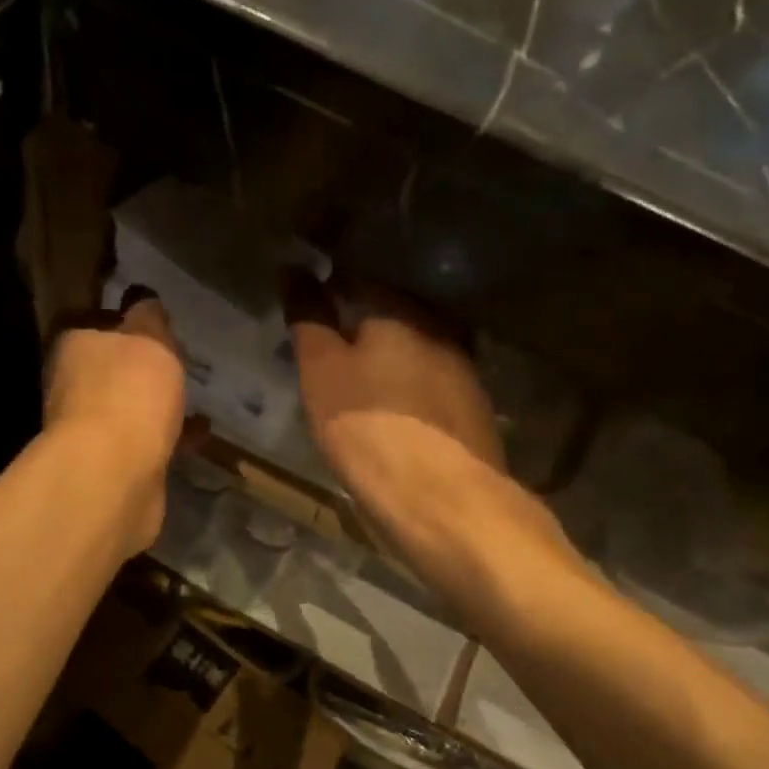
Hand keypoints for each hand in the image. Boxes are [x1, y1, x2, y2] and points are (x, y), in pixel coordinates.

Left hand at [43, 287, 187, 550]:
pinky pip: (148, 441)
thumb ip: (150, 317)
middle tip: (182, 359)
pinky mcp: (113, 465)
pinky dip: (172, 436)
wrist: (113, 476)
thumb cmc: (129, 393)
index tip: (156, 321)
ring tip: (196, 395)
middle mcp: (74, 386)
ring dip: (158, 403)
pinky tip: (201, 433)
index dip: (124, 320)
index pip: (93, 322)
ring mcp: (91, 430)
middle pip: (111, 368)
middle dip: (143, 366)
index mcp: (75, 347)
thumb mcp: (149, 338)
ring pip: (130, 407)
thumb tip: (144, 300)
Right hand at [283, 269, 505, 520]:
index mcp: (401, 310)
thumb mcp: (322, 371)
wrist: (442, 499)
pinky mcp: (474, 411)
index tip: (307, 304)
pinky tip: (393, 411)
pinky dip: (409, 390)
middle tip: (329, 346)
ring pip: (415, 350)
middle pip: (393, 314)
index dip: (329, 287)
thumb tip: (294, 268)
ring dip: (389, 358)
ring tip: (358, 379)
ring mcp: (464, 371)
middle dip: (362, 324)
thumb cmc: (369, 426)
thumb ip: (309, 317)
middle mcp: (440, 329)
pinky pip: (431, 385)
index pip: (359, 278)